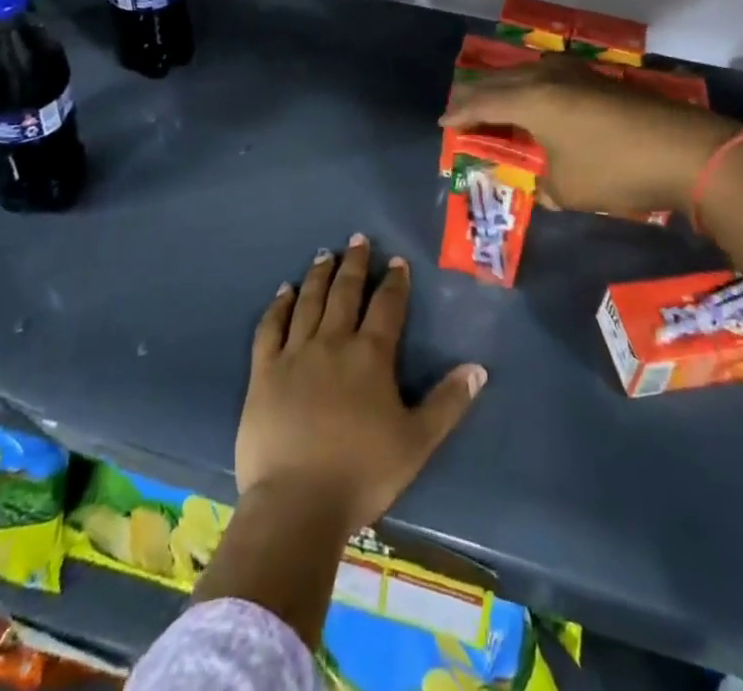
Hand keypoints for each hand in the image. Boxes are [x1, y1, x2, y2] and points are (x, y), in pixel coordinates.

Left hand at [237, 235, 485, 537]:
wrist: (297, 503)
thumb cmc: (362, 473)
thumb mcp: (417, 442)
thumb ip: (448, 403)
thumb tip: (478, 368)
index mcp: (371, 355)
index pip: (387, 306)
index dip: (394, 281)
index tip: (396, 261)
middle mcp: (333, 342)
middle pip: (345, 292)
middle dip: (354, 264)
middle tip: (357, 239)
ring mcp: (295, 353)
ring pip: (309, 301)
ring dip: (319, 275)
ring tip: (324, 254)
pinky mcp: (264, 370)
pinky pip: (270, 327)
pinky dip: (279, 305)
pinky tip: (284, 291)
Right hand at [441, 56, 738, 218]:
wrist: (686, 150)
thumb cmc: (615, 169)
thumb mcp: (567, 188)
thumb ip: (544, 184)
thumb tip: (544, 183)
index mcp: (530, 99)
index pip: (482, 103)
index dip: (460, 114)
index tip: (443, 123)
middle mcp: (547, 77)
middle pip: (500, 81)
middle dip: (477, 95)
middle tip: (461, 108)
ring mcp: (575, 74)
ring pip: (526, 74)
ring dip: (506, 88)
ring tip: (495, 101)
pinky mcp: (598, 80)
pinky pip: (549, 78)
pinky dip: (532, 89)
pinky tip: (538, 100)